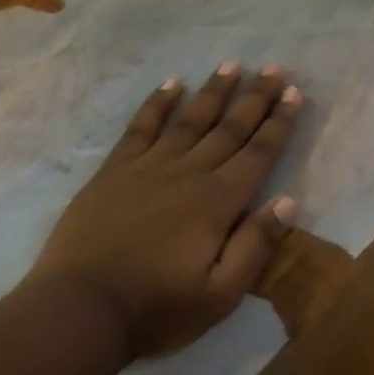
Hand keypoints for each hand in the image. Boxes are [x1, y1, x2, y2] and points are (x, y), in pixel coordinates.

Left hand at [29, 62, 304, 360]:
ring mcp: (147, 167)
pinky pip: (141, 127)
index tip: (294, 93)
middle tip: (273, 68)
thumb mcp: (220, 295)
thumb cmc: (156, 309)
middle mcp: (188, 173)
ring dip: (213, 91)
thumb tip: (287, 201)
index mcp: (218, 202)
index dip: (279, 123)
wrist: (79, 310)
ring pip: (189, 120)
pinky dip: (158, 104)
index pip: (259, 153)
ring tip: (231, 64)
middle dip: (255, 97)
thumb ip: (255, 246)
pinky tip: (171, 84)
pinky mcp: (114, 171)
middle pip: (229, 128)